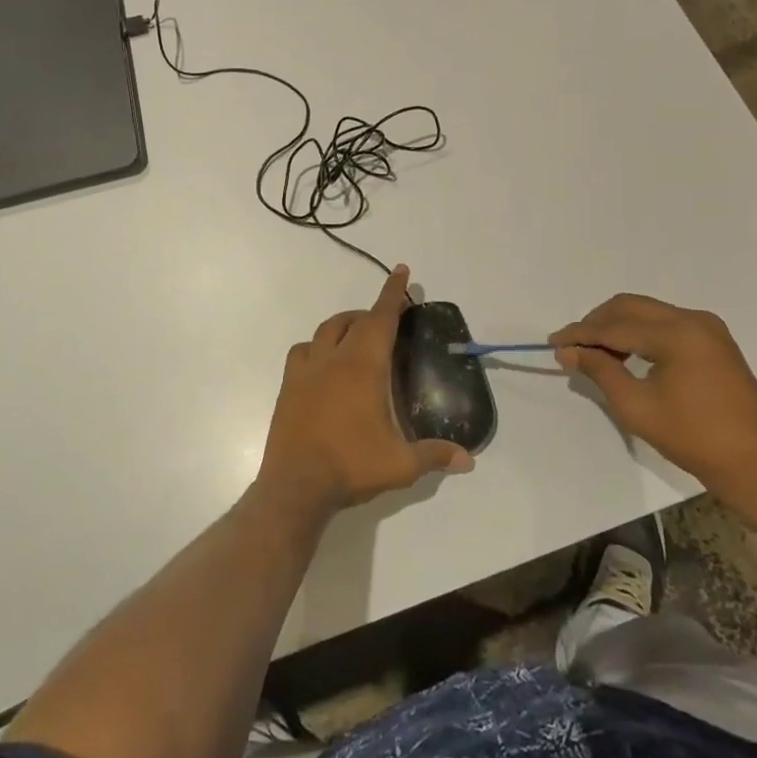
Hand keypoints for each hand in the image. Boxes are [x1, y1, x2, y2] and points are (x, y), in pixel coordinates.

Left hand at [258, 267, 473, 515]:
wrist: (295, 485)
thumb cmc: (351, 466)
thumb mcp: (400, 464)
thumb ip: (434, 455)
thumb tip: (468, 460)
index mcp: (363, 367)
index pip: (381, 319)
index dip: (393, 293)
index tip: (401, 271)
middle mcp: (333, 359)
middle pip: (354, 320)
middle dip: (374, 312)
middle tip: (390, 319)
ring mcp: (306, 371)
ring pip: (325, 330)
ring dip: (344, 325)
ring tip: (357, 336)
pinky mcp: (288, 386)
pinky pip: (302, 351)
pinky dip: (317, 347)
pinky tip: (325, 364)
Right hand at [550, 295, 756, 515]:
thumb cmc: (695, 439)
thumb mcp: (637, 407)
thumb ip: (600, 370)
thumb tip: (569, 351)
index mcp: (677, 333)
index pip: (616, 325)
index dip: (580, 333)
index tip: (553, 343)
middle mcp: (694, 319)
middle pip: (631, 307)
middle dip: (597, 323)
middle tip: (573, 346)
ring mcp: (708, 329)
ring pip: (648, 312)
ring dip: (618, 327)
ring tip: (595, 353)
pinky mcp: (715, 342)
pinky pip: (666, 325)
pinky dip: (641, 334)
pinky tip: (626, 355)